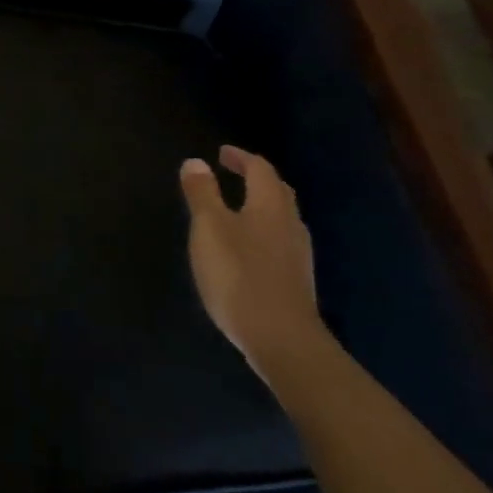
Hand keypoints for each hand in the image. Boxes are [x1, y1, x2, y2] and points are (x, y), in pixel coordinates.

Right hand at [179, 146, 328, 380]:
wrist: (281, 338)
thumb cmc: (239, 275)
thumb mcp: (209, 229)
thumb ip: (202, 194)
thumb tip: (195, 162)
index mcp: (269, 206)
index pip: (260, 169)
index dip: (241, 157)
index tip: (222, 153)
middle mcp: (290, 224)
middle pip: (278, 191)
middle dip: (257, 178)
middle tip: (234, 173)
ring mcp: (298, 255)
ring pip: (282, 218)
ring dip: (262, 205)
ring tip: (239, 207)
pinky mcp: (296, 281)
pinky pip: (281, 242)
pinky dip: (264, 232)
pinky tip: (250, 249)